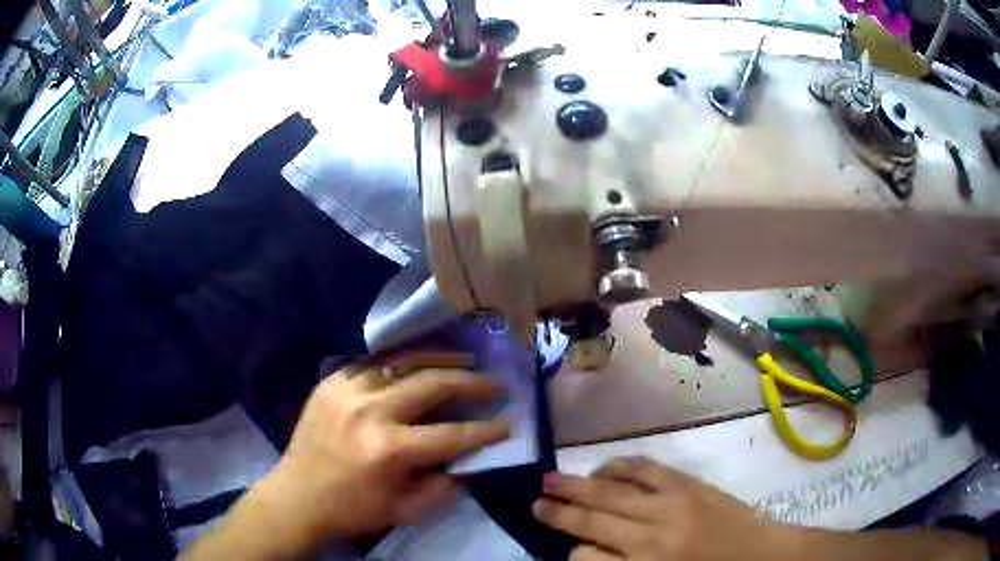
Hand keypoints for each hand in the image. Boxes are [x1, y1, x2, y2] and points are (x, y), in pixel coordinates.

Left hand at [253, 354, 509, 552]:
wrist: (297, 496)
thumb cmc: (353, 509)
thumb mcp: (406, 511)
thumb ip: (444, 486)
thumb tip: (469, 459)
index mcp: (389, 450)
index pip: (452, 433)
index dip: (486, 429)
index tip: (508, 422)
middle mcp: (370, 411)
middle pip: (432, 384)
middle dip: (472, 382)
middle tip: (494, 384)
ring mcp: (347, 390)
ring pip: (403, 362)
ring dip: (440, 361)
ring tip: (465, 361)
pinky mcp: (331, 381)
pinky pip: (374, 363)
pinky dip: (401, 364)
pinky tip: (417, 365)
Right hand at [532, 456, 781, 560]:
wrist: (761, 557)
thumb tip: (584, 555)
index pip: (587, 558)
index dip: (570, 553)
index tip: (562, 549)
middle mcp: (652, 535)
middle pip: (594, 519)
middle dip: (559, 512)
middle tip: (533, 502)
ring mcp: (672, 504)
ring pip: (614, 491)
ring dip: (579, 485)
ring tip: (550, 479)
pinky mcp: (689, 485)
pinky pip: (647, 470)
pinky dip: (621, 466)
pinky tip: (603, 467)